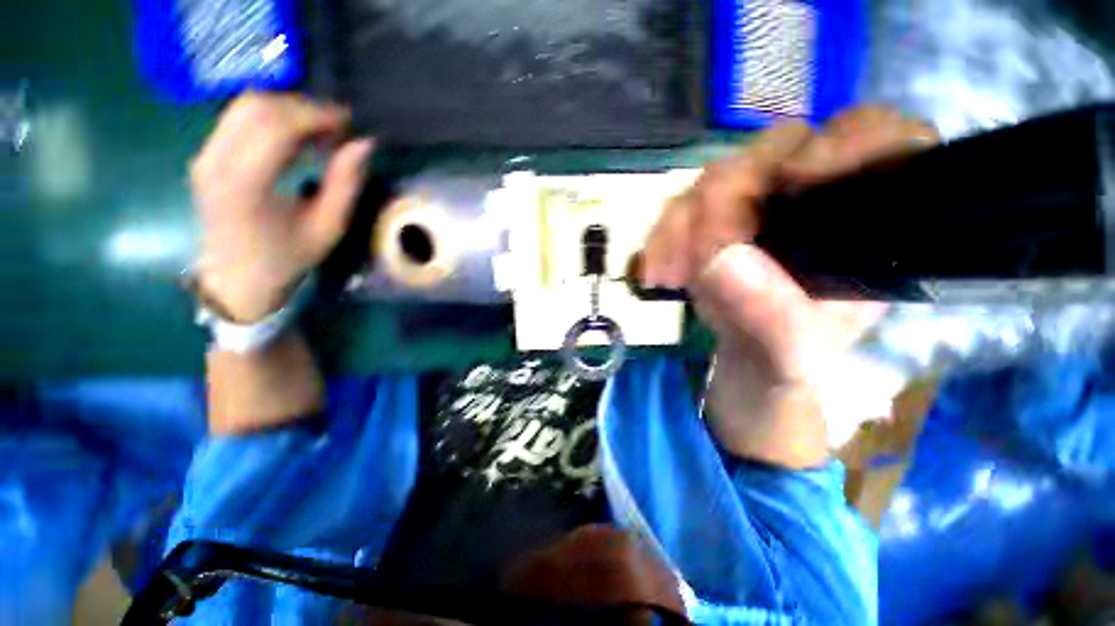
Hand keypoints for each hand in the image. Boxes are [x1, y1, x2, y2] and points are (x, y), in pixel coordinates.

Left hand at [189, 93, 373, 321]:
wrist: (238, 278)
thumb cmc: (288, 257)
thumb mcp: (328, 227)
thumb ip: (346, 183)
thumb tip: (363, 144)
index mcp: (245, 185)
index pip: (276, 125)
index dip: (316, 115)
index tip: (348, 123)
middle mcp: (215, 162)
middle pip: (257, 107)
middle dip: (303, 107)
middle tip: (337, 127)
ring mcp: (205, 155)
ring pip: (245, 106)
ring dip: (287, 109)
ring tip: (319, 130)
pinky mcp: (205, 155)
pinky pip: (237, 118)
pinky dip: (271, 117)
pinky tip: (295, 136)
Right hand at [641, 107, 937, 464]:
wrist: (750, 356)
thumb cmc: (790, 355)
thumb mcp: (793, 350)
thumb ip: (769, 314)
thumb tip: (718, 258)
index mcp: (866, 217)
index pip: (878, 137)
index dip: (842, 143)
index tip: (793, 183)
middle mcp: (814, 192)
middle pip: (777, 148)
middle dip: (727, 195)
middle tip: (693, 252)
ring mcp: (759, 198)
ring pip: (717, 177)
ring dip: (680, 223)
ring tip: (664, 273)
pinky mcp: (718, 212)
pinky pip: (682, 206)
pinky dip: (663, 236)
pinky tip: (654, 270)